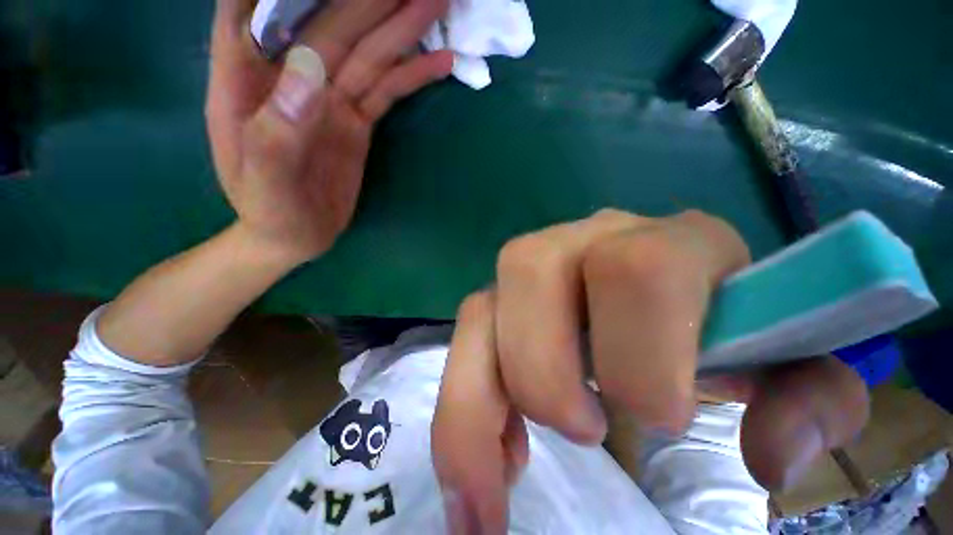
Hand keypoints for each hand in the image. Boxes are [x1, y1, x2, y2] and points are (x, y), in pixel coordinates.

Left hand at [206, 0, 452, 263]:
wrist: (295, 234)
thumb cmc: (269, 211)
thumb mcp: (266, 182)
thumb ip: (278, 130)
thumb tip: (312, 67)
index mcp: (248, 78)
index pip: (254, 6)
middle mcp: (292, 76)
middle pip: (332, 21)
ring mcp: (331, 98)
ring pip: (369, 52)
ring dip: (402, 27)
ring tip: (437, 2)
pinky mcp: (357, 120)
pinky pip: (388, 90)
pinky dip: (413, 74)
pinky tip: (440, 61)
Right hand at [431, 209, 869, 532]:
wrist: (670, 296)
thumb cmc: (737, 331)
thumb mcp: (791, 368)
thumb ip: (810, 402)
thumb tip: (770, 456)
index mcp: (669, 242)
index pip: (637, 271)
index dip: (639, 357)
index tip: (657, 421)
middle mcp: (583, 239)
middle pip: (531, 271)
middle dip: (545, 370)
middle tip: (586, 433)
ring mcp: (531, 265)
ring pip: (481, 304)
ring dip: (482, 394)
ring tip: (511, 460)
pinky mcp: (502, 293)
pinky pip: (467, 328)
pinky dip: (465, 395)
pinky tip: (497, 443)